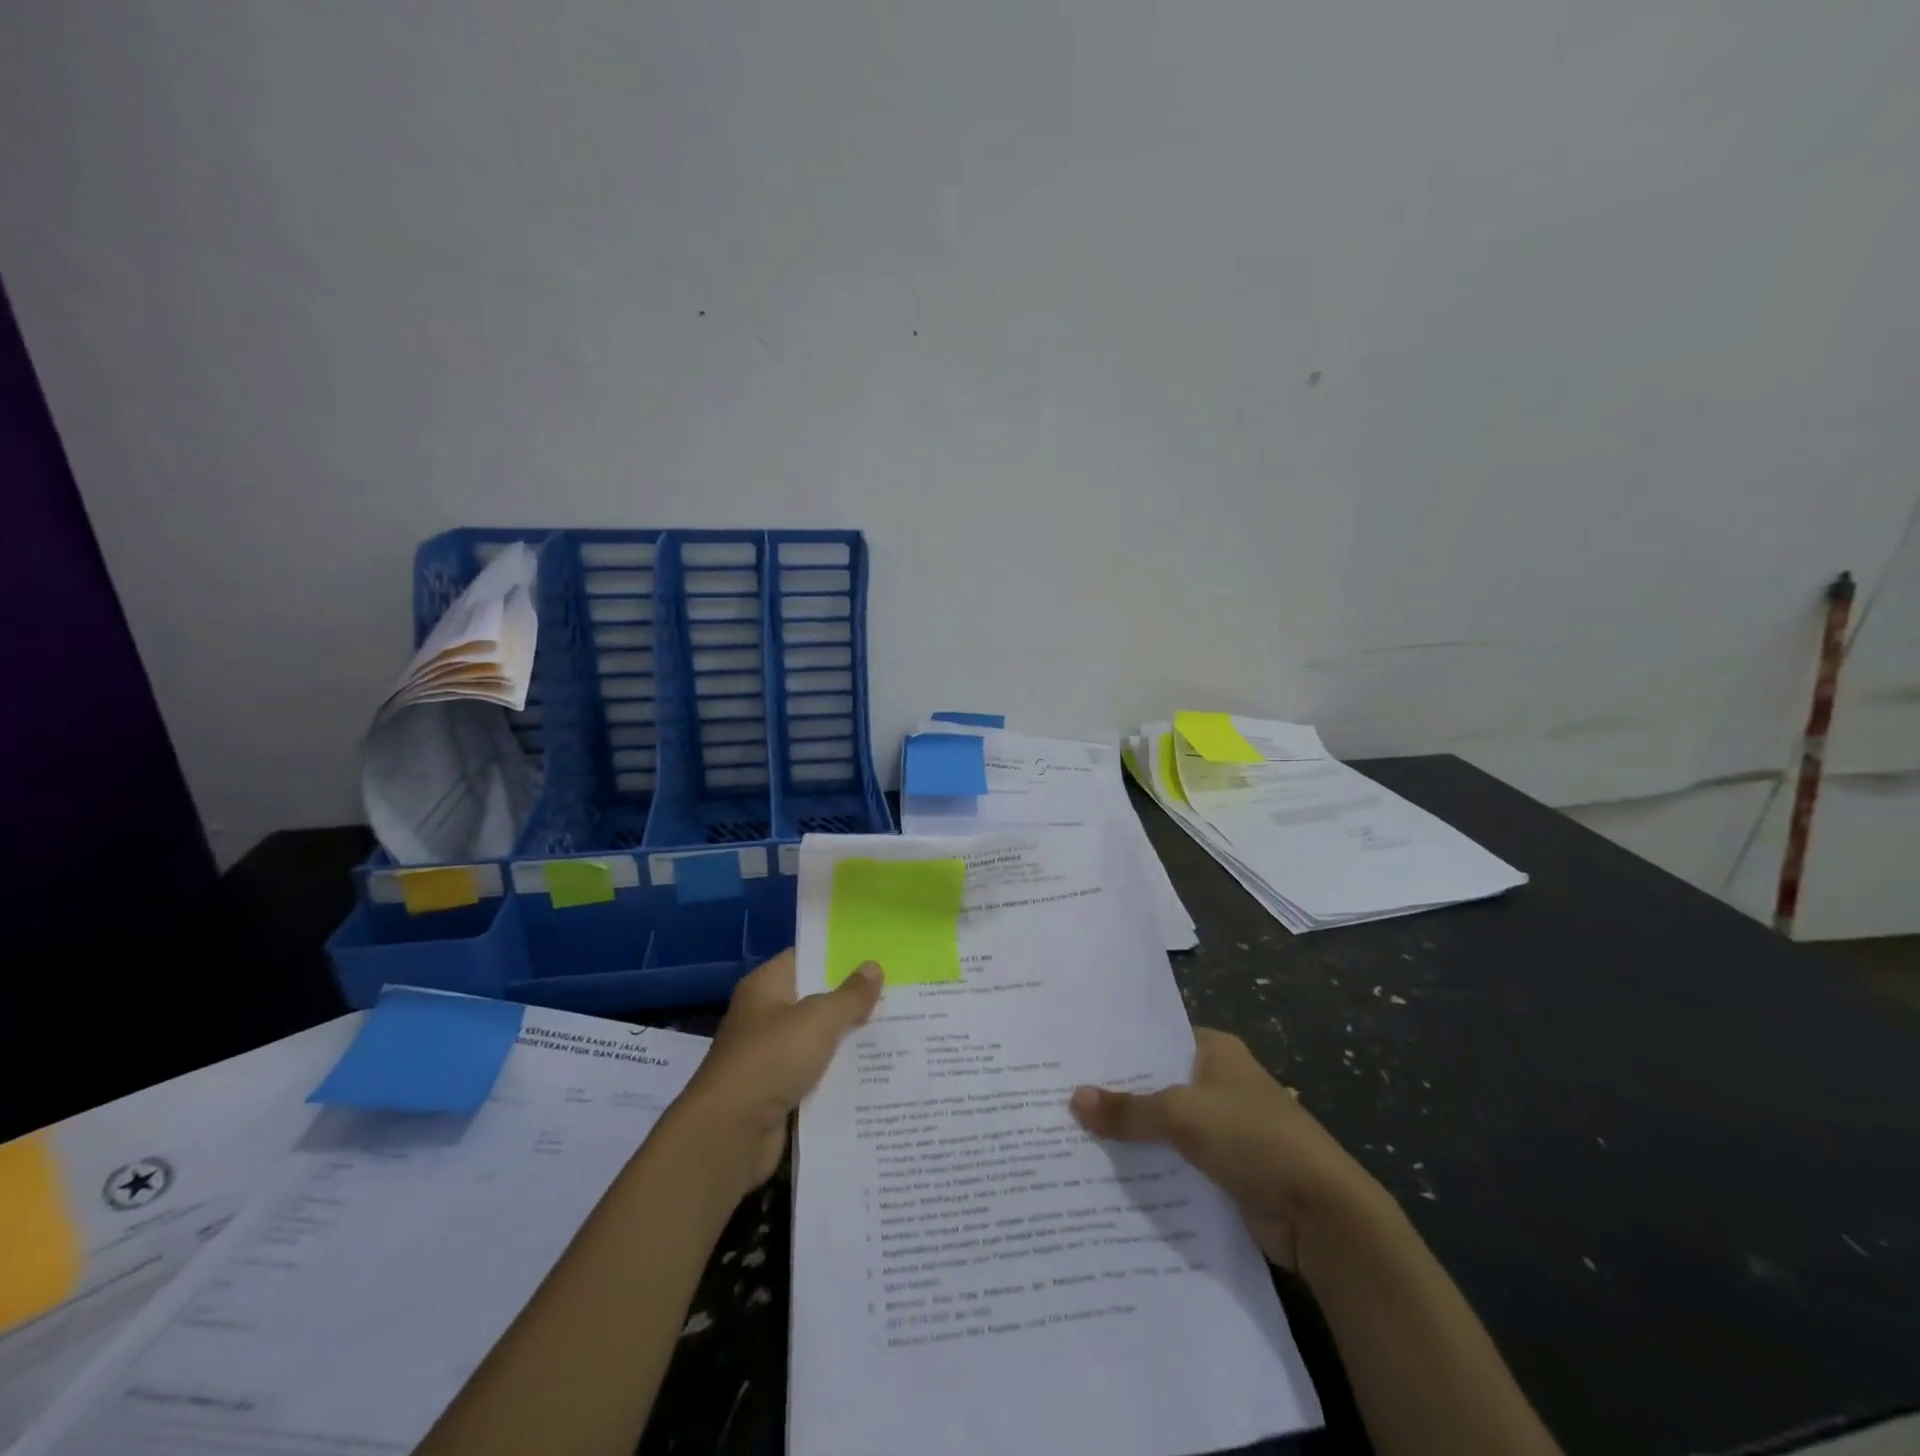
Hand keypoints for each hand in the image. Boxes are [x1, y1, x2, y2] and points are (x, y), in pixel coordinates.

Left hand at [674, 949, 881, 1195]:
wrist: (729, 1134)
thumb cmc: (772, 1058)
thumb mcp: (819, 1019)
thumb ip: (850, 995)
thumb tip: (874, 966)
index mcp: (766, 986)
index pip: (806, 958)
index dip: (839, 956)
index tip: (877, 956)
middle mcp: (765, 1016)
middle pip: (816, 1001)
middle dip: (853, 1001)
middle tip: (898, 996)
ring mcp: (770, 1057)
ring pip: (819, 1041)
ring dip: (850, 1042)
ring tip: (897, 1033)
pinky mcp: (778, 1093)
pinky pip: (817, 1077)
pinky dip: (840, 1077)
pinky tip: (877, 1074)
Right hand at [1071, 1028, 1387, 1273]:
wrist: (1321, 1214)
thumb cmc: (1252, 1139)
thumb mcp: (1182, 1115)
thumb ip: (1129, 1110)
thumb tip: (1074, 1099)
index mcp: (1215, 1050)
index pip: (1155, 1040)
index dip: (1118, 1050)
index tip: (1073, 1058)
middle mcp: (1219, 1082)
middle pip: (1157, 1084)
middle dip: (1118, 1097)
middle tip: (1062, 1101)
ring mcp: (1224, 1127)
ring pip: (1165, 1126)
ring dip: (1133, 1137)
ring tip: (1075, 1139)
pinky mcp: (1226, 1169)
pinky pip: (1178, 1162)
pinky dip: (1153, 1168)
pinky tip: (1111, 1177)